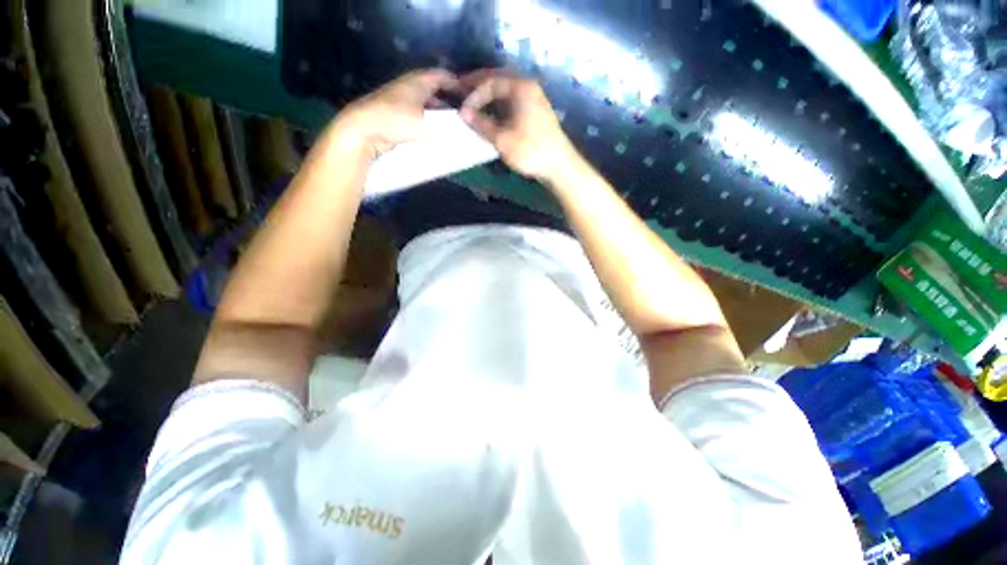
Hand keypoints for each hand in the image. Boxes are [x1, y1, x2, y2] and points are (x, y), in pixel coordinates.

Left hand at [333, 69, 457, 159]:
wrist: (364, 130)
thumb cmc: (398, 120)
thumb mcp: (427, 122)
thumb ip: (446, 125)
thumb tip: (460, 130)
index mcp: (417, 81)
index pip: (441, 76)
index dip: (456, 84)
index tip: (470, 97)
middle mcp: (408, 86)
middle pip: (433, 89)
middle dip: (448, 100)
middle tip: (462, 116)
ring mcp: (399, 101)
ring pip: (424, 104)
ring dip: (437, 113)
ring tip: (450, 127)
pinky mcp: (393, 115)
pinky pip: (416, 116)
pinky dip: (426, 122)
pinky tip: (432, 134)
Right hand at [459, 69, 577, 182]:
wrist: (559, 165)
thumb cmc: (530, 150)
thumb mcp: (502, 139)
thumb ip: (482, 124)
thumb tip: (463, 114)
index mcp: (520, 87)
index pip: (491, 82)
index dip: (474, 95)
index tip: (462, 110)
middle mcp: (528, 87)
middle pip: (499, 80)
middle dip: (479, 86)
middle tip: (462, 92)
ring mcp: (535, 99)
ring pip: (507, 90)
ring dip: (490, 95)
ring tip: (474, 103)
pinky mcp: (536, 112)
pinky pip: (513, 100)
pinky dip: (500, 104)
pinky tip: (492, 113)